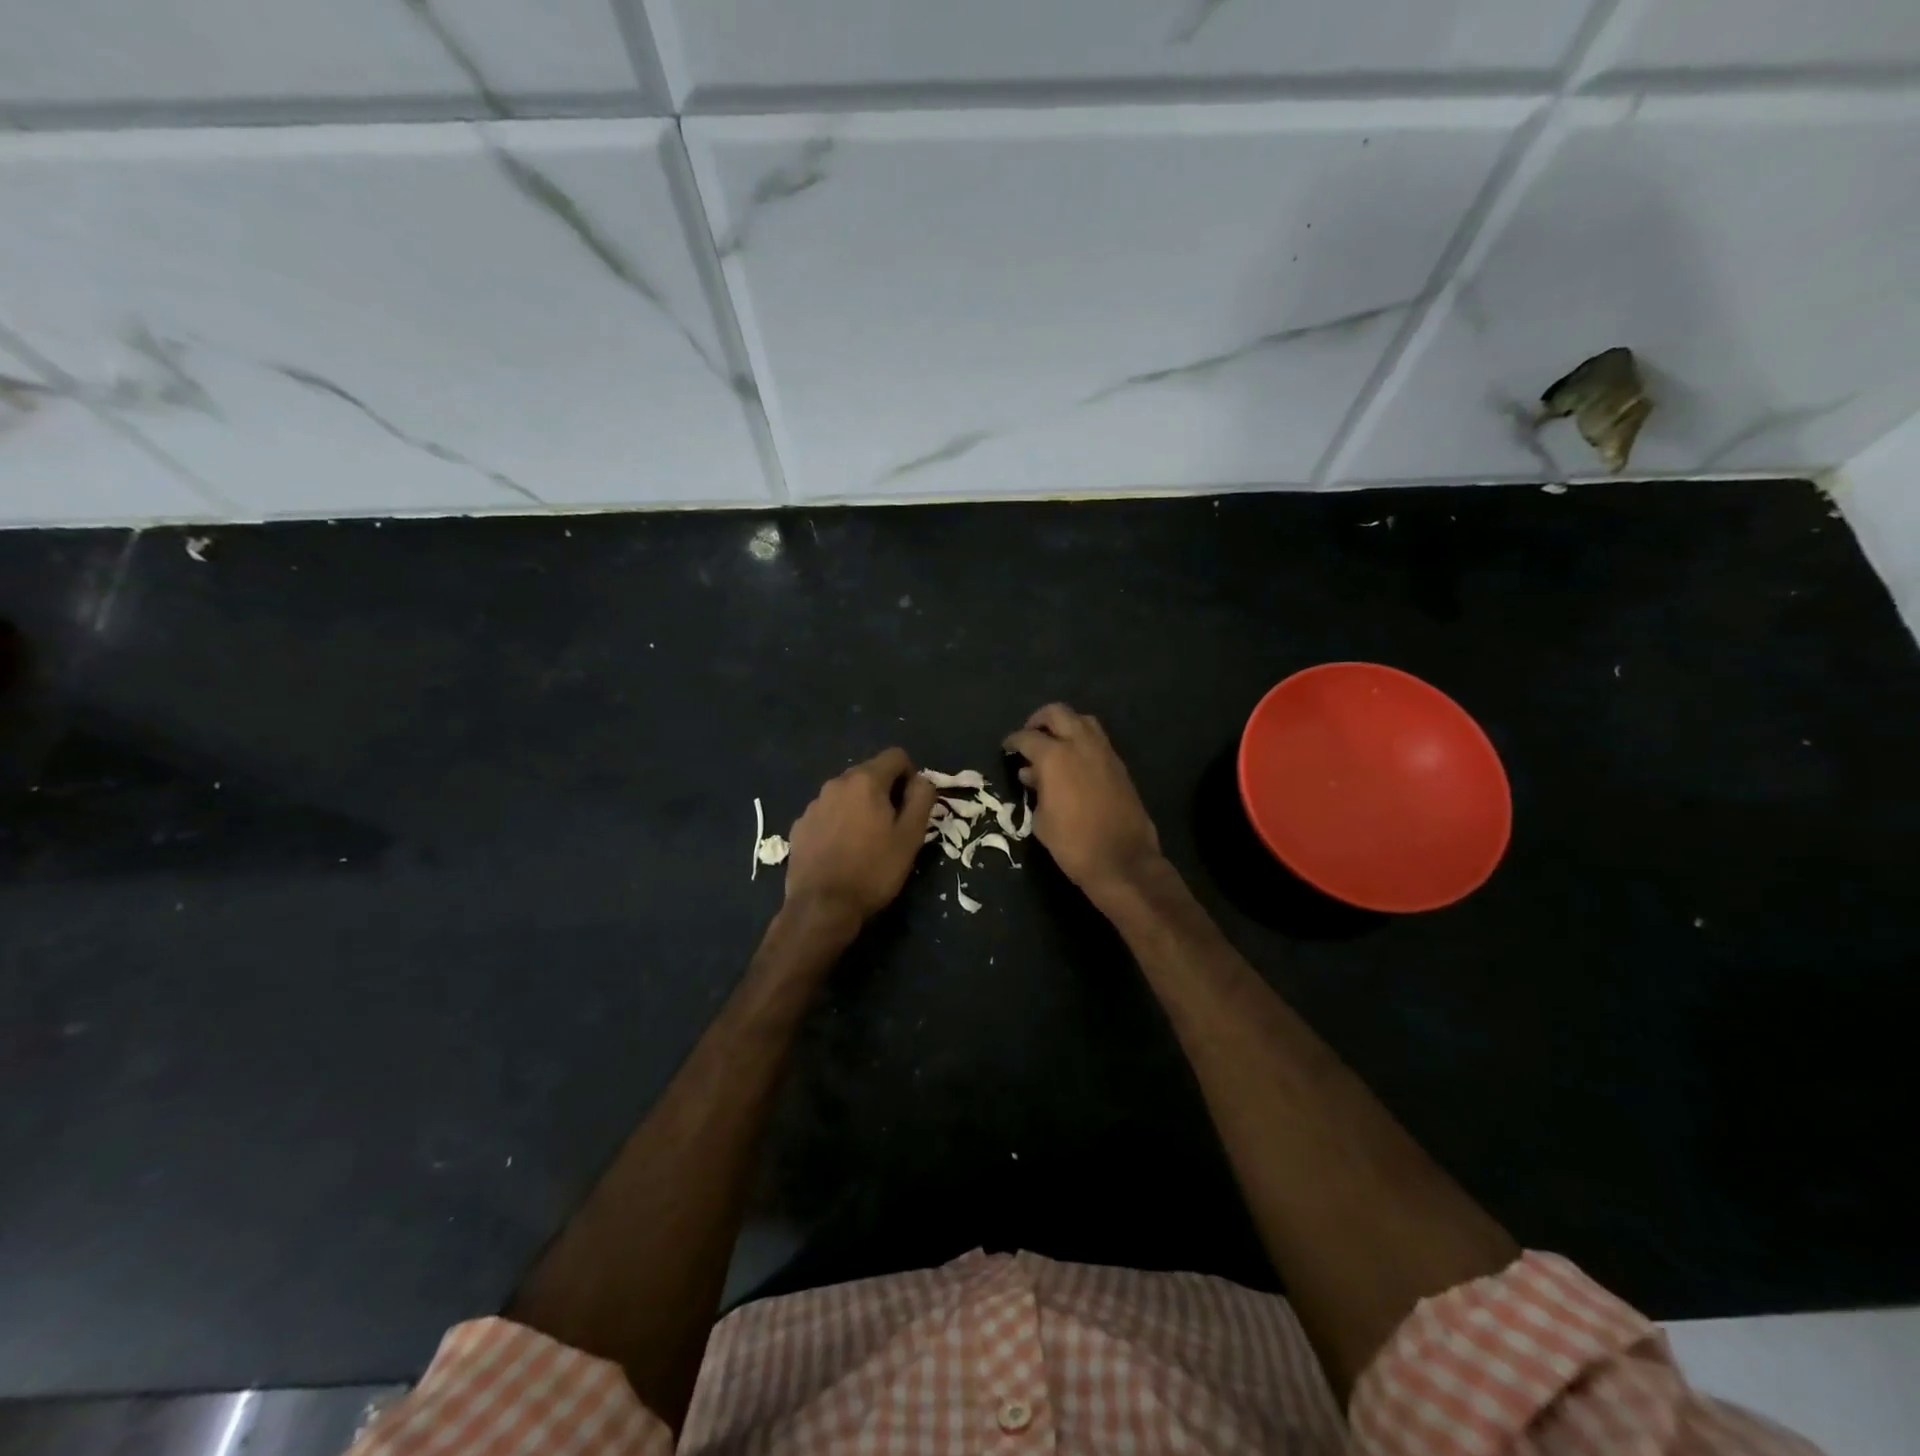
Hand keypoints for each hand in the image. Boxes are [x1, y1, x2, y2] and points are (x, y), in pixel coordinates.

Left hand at [783, 747, 936, 924]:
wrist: (821, 907)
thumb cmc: (873, 870)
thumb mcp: (911, 837)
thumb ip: (921, 799)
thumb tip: (921, 780)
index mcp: (865, 781)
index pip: (896, 756)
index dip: (911, 776)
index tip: (912, 805)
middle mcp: (836, 783)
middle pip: (869, 773)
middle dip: (885, 791)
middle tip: (893, 826)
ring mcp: (813, 805)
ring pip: (846, 794)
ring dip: (860, 807)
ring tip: (866, 841)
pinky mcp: (799, 826)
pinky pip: (827, 813)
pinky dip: (838, 823)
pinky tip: (841, 851)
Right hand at [1004, 704, 1164, 904]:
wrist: (1122, 860)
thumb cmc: (1072, 843)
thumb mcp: (1041, 819)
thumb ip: (1036, 789)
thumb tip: (1032, 775)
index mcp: (1055, 756)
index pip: (1027, 737)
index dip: (1013, 741)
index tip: (1007, 748)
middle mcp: (1080, 744)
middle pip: (1057, 713)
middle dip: (1039, 720)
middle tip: (1030, 736)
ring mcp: (1104, 752)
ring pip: (1082, 720)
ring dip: (1065, 726)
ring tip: (1053, 745)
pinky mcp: (1119, 765)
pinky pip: (1097, 740)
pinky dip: (1082, 741)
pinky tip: (1074, 762)